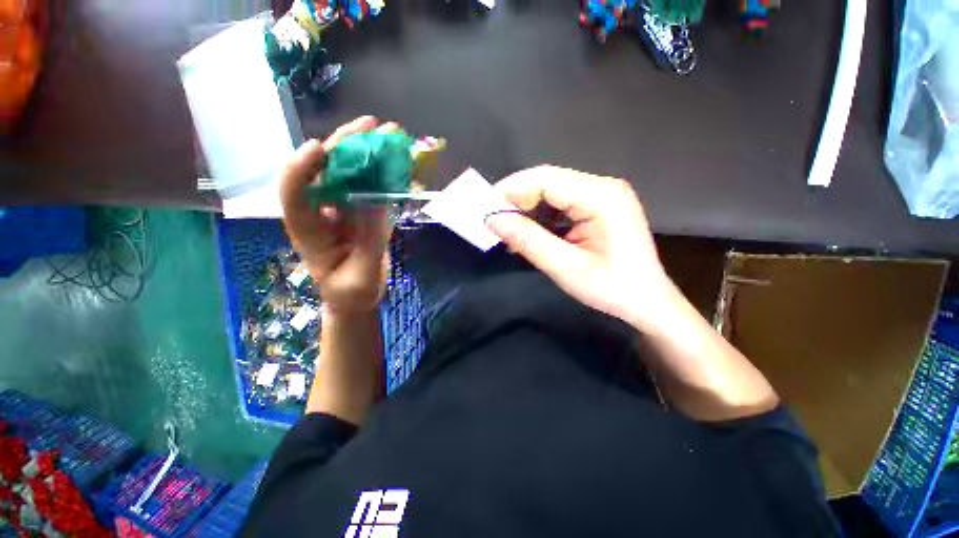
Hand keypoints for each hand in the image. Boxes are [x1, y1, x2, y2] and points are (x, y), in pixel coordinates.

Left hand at [279, 116, 396, 312]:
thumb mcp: (361, 275)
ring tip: (389, 134)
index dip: (301, 169)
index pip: (293, 194)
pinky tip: (398, 160)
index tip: (319, 148)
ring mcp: (343, 209)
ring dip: (369, 153)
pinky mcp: (362, 211)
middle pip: (324, 171)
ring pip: (350, 174)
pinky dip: (384, 172)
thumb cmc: (351, 292)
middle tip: (369, 126)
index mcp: (308, 230)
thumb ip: (368, 241)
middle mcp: (321, 212)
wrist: (357, 298)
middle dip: (343, 146)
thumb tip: (375, 199)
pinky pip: (370, 187)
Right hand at [486, 165, 672, 330]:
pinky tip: (529, 235)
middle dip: (517, 201)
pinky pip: (560, 205)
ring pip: (551, 193)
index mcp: (602, 197)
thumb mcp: (566, 268)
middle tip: (495, 225)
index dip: (511, 190)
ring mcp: (601, 196)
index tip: (486, 210)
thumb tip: (492, 219)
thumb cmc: (613, 289)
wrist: (648, 303)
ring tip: (509, 234)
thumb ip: (528, 240)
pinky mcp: (597, 208)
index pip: (545, 179)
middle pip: (547, 182)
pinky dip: (539, 218)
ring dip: (526, 211)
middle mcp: (603, 187)